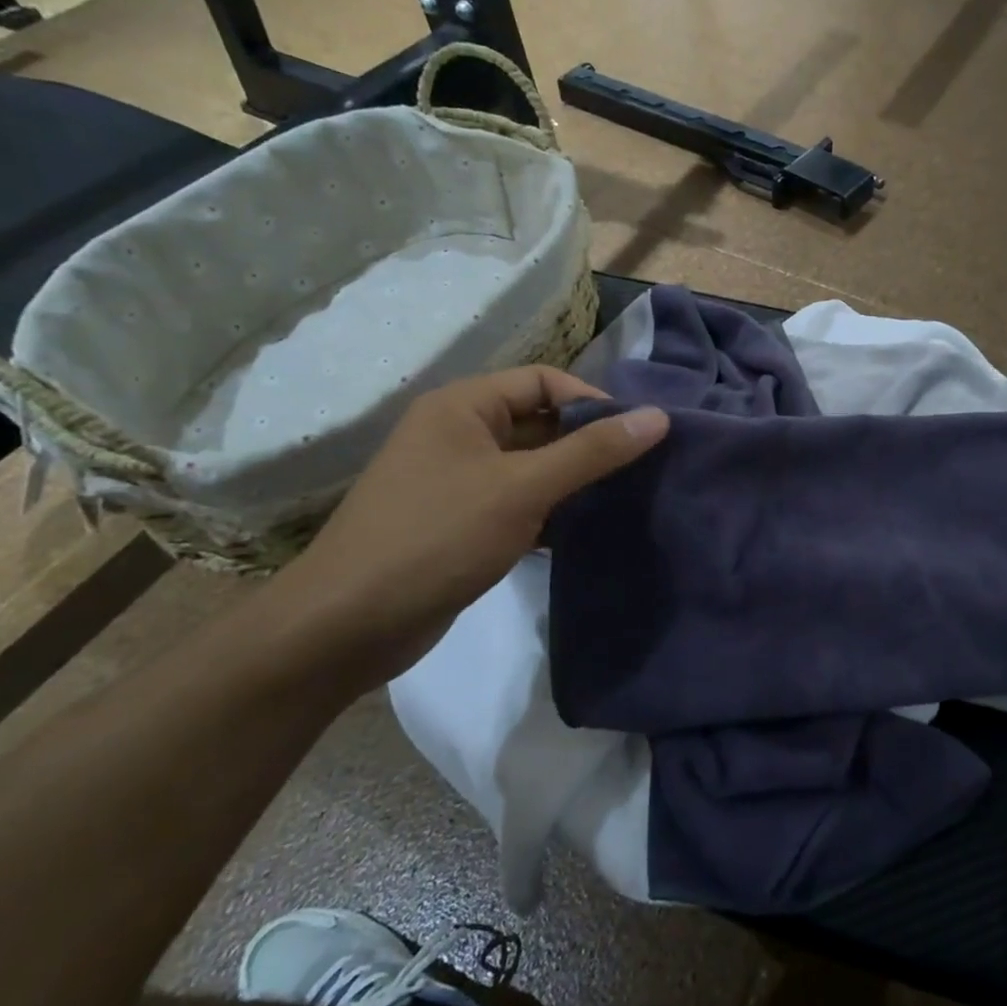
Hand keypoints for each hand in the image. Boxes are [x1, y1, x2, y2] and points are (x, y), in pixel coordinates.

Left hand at [273, 367, 667, 687]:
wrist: (348, 625)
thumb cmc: (437, 537)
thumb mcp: (523, 488)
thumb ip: (592, 452)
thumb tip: (658, 417)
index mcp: (463, 406)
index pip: (543, 380)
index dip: (592, 401)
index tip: (636, 435)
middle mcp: (458, 434)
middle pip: (539, 423)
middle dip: (587, 444)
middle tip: (640, 470)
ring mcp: (456, 481)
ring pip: (531, 467)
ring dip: (572, 481)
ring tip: (623, 500)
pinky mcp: (459, 523)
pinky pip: (517, 502)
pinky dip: (550, 512)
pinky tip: (585, 533)